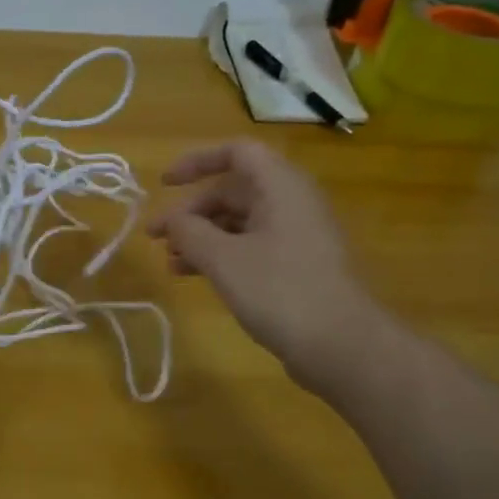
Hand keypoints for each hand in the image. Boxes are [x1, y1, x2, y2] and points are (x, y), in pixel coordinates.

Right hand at [148, 139, 384, 393]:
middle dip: (191, 211)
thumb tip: (171, 220)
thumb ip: (189, 231)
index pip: (237, 152)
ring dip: (201, 236)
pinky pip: (250, 246)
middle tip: (157, 237)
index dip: (197, 162)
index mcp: (280, 187)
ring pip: (239, 222)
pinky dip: (220, 255)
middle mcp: (291, 203)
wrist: (341, 345)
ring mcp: (296, 236)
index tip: (164, 184)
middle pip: (233, 191)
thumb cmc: (279, 290)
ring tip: (171, 262)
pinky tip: (194, 276)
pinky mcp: (296, 266)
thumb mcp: (222, 258)